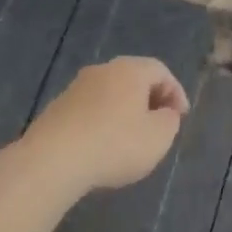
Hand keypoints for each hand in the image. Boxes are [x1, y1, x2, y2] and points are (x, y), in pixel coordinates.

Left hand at [20, 57, 189, 194]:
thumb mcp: (158, 137)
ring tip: (130, 138)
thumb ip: (170, 121)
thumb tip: (166, 113)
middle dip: (150, 99)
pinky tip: (102, 146)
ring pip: (110, 93)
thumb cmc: (115, 144)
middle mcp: (103, 70)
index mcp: (131, 70)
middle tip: (159, 123)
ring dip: (124, 111)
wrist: (51, 161)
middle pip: (134, 78)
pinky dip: (102, 122)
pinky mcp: (57, 108)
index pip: (161, 71)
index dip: (176, 92)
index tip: (181, 117)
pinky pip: (90, 109)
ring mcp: (76, 87)